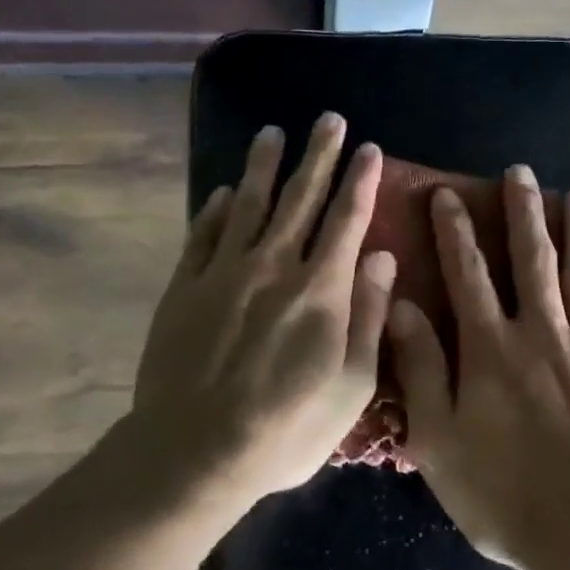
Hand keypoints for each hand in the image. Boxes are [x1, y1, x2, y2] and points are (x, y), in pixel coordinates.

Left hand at [131, 113, 394, 503]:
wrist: (194, 451)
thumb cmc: (286, 427)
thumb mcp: (351, 385)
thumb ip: (368, 314)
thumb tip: (384, 256)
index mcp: (320, 288)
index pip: (347, 219)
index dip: (361, 181)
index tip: (369, 148)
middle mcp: (274, 264)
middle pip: (300, 197)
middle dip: (319, 154)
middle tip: (328, 118)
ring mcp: (224, 270)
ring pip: (248, 203)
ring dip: (262, 166)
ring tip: (272, 133)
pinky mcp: (186, 285)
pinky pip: (204, 234)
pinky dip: (214, 209)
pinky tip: (221, 192)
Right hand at [390, 165, 569, 569]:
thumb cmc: (504, 494)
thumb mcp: (438, 438)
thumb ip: (420, 367)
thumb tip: (401, 305)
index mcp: (492, 346)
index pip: (468, 273)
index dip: (455, 230)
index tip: (448, 194)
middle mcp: (544, 333)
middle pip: (533, 260)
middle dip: (524, 213)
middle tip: (522, 173)